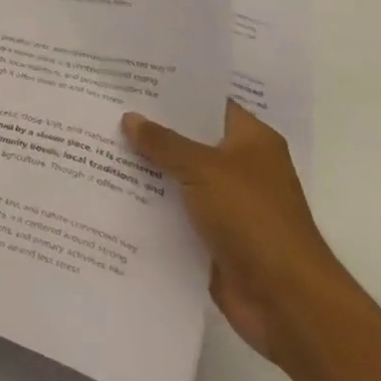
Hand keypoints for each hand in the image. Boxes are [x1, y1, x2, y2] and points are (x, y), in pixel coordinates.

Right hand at [122, 102, 353, 366]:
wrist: (286, 302)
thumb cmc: (253, 219)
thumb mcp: (203, 169)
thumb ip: (163, 142)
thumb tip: (130, 118)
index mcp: (251, 141)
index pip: (206, 102)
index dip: (170, 90)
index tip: (129, 77)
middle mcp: (240, 167)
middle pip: (187, 138)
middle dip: (148, 127)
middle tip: (102, 105)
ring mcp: (226, 203)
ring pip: (176, 174)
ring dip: (144, 166)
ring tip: (94, 141)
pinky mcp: (211, 235)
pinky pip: (172, 208)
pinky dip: (147, 201)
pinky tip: (108, 186)